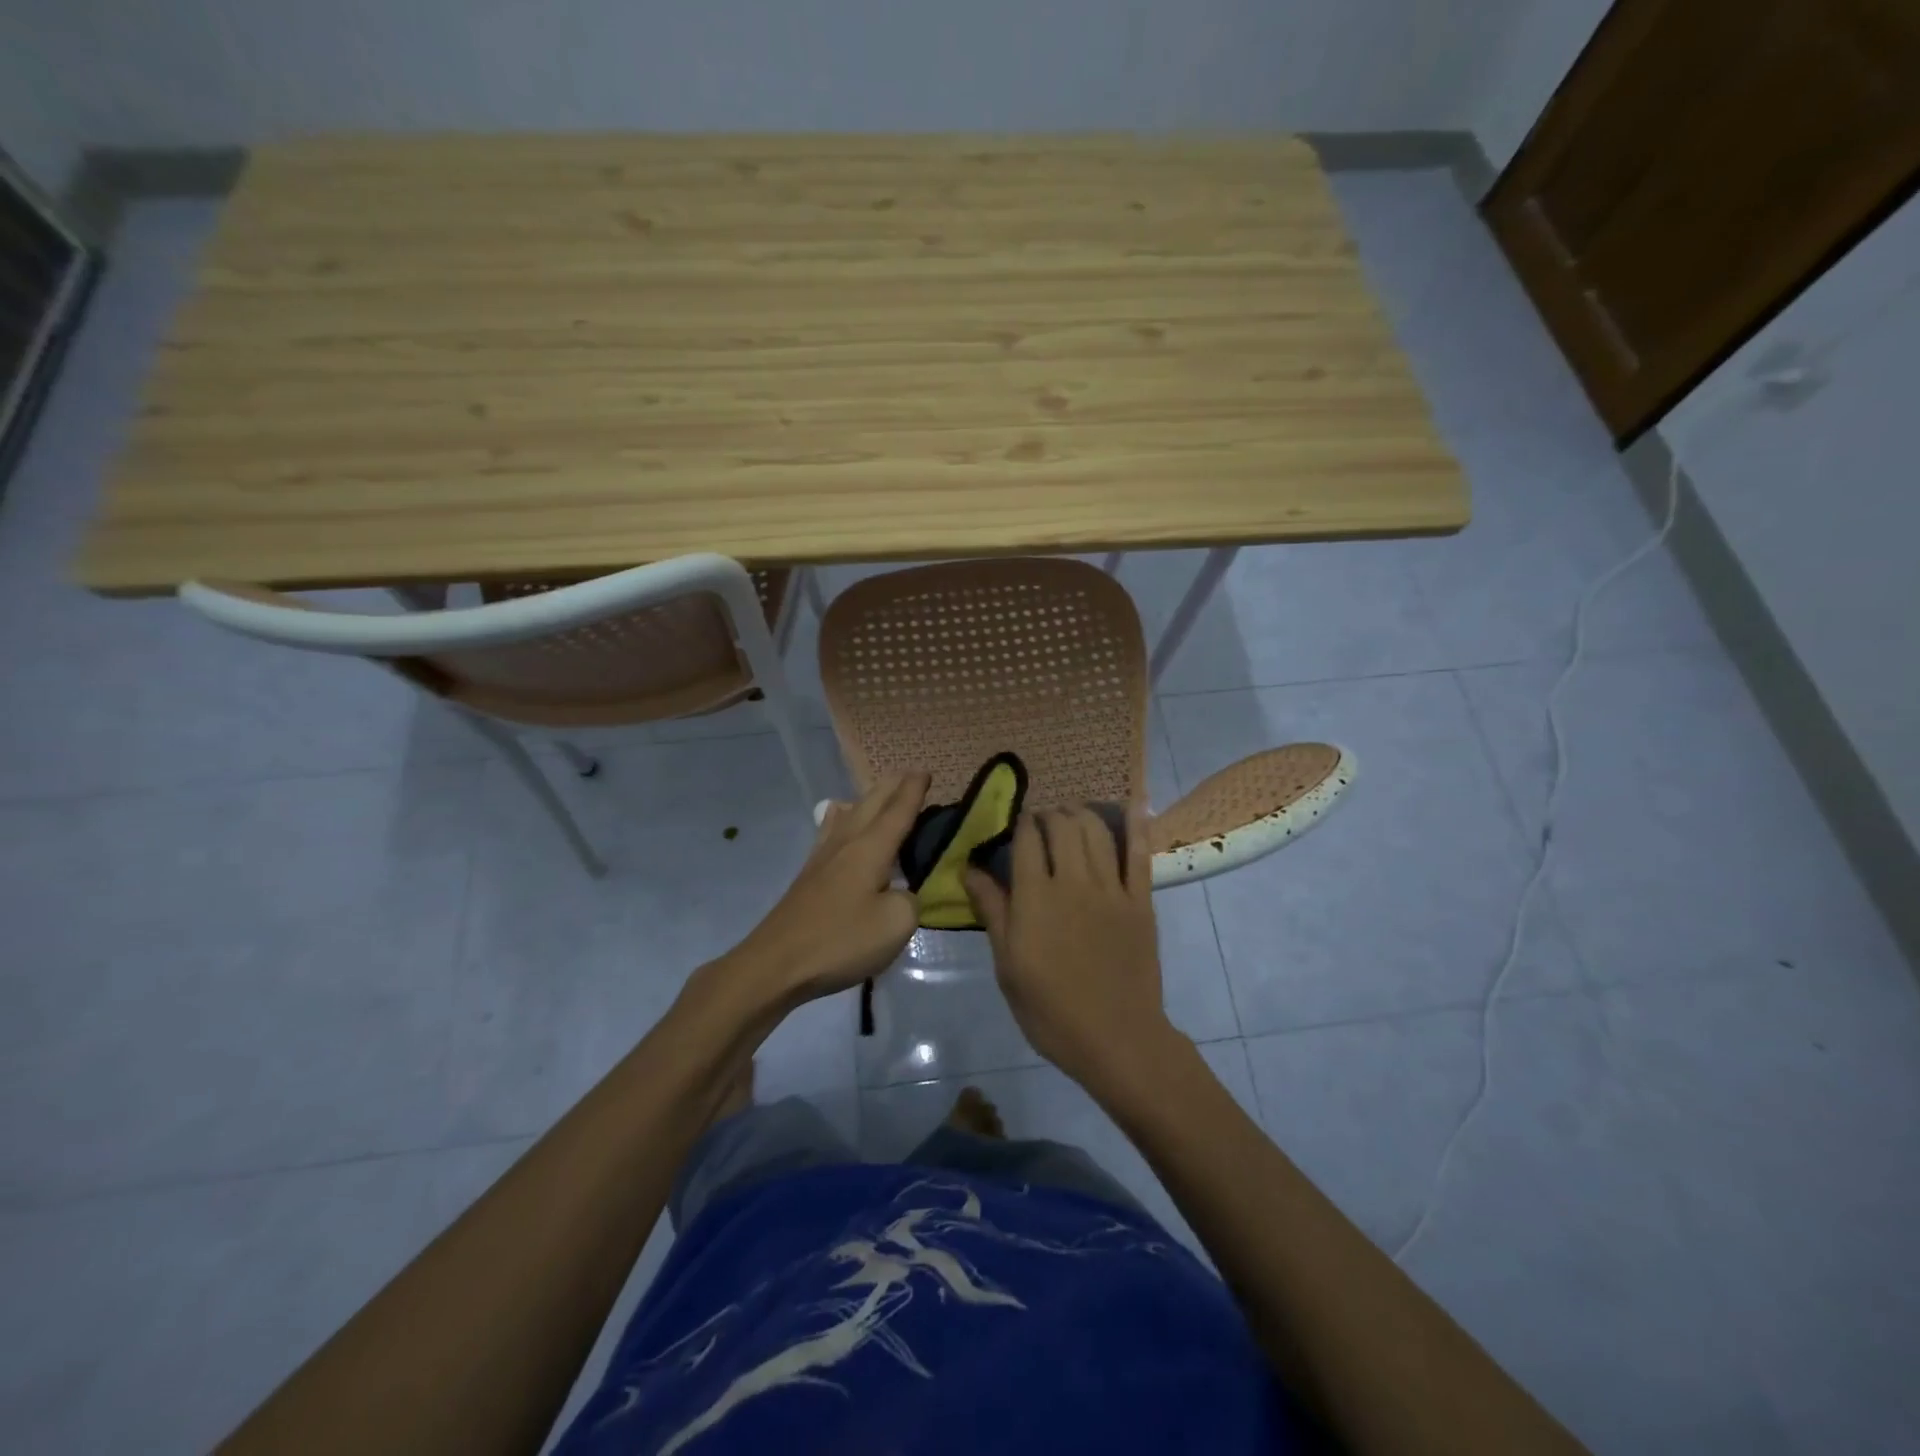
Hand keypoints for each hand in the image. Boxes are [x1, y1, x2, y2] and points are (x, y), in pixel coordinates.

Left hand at [725, 770, 928, 1006]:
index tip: (926, 772)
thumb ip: (910, 900)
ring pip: (850, 814)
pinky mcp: (810, 875)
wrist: (777, 964)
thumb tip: (902, 893)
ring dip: (869, 799)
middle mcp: (847, 843)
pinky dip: (844, 817)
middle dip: (893, 786)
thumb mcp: (896, 924)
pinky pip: (832, 830)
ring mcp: (823, 857)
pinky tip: (838, 818)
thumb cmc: (841, 940)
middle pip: (872, 803)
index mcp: (871, 848)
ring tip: (880, 793)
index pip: (898, 810)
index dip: (914, 790)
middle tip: (911, 776)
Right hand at [965, 805, 1174, 1090]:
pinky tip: (1133, 804)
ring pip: (1096, 831)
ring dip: (1082, 814)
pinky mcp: (1141, 901)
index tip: (1016, 823)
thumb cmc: (1050, 1010)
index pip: (1025, 839)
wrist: (1116, 1039)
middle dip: (1049, 815)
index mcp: (1035, 897)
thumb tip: (969, 869)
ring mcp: (1111, 889)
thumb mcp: (1007, 966)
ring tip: (1073, 816)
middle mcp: (1072, 881)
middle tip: (1043, 822)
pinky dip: (1137, 825)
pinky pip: (1140, 854)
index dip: (1020, 822)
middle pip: (1062, 825)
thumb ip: (992, 911)